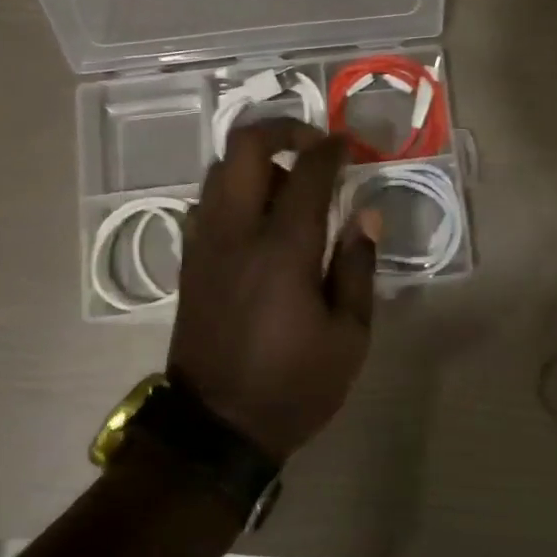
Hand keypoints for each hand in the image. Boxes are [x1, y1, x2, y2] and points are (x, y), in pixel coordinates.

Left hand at [169, 118, 376, 462]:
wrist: (214, 427)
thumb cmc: (293, 386)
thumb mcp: (348, 337)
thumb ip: (357, 267)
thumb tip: (366, 214)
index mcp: (282, 250)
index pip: (306, 172)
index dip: (331, 149)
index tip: (349, 145)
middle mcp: (236, 232)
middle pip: (244, 148)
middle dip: (282, 129)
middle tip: (313, 144)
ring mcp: (205, 243)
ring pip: (220, 170)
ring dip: (257, 161)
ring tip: (290, 186)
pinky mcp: (190, 260)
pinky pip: (208, 202)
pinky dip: (234, 191)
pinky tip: (259, 219)